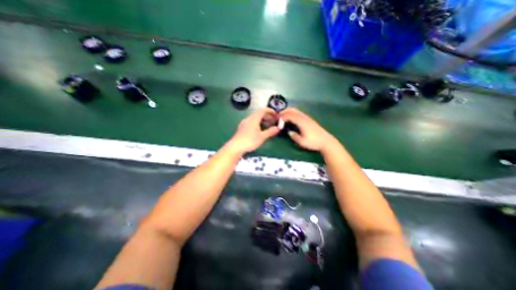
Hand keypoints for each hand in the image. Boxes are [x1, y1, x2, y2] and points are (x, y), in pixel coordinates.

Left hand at [227, 108, 279, 153]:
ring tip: (268, 125)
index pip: (263, 110)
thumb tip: (278, 128)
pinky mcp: (242, 128)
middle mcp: (248, 119)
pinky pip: (252, 122)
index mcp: (254, 118)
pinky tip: (260, 130)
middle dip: (267, 116)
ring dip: (262, 120)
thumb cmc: (249, 141)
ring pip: (255, 118)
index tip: (276, 115)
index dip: (270, 111)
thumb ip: (270, 131)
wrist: (235, 147)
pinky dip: (258, 123)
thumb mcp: (262, 137)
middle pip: (259, 113)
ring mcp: (244, 123)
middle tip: (273, 121)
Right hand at [281, 107, 336, 151]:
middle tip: (278, 117)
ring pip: (296, 110)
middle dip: (284, 112)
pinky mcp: (309, 119)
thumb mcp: (302, 142)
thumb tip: (289, 132)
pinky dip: (292, 114)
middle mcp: (304, 117)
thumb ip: (294, 136)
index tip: (277, 122)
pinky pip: (298, 113)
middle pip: (292, 110)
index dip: (282, 118)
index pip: (290, 116)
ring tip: (282, 117)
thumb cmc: (314, 142)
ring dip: (288, 112)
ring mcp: (307, 117)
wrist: (326, 141)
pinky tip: (290, 119)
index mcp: (302, 122)